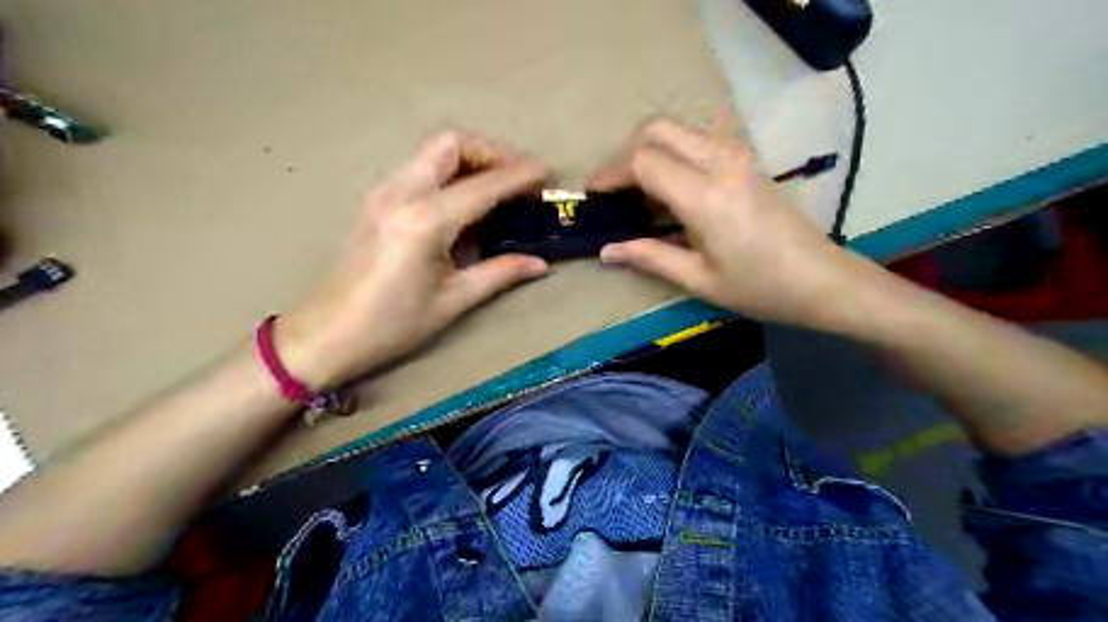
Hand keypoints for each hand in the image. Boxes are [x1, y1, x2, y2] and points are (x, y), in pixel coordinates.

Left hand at [276, 132, 545, 389]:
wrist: (328, 334)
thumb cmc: (393, 324)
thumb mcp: (453, 300)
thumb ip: (500, 273)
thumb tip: (540, 263)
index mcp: (425, 221)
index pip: (483, 185)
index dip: (519, 176)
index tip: (546, 174)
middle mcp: (402, 194)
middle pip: (451, 144)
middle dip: (491, 152)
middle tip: (516, 178)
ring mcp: (383, 193)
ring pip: (432, 152)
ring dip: (469, 158)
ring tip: (495, 188)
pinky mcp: (375, 200)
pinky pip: (418, 168)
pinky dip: (448, 171)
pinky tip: (461, 202)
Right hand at [592, 116, 850, 328]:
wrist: (821, 279)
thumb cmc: (759, 287)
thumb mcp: (699, 279)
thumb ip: (650, 257)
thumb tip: (606, 250)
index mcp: (705, 196)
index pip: (644, 162)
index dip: (611, 174)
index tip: (593, 194)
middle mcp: (720, 162)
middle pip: (657, 129)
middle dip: (627, 153)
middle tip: (616, 190)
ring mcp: (737, 155)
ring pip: (678, 129)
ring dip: (651, 151)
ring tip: (641, 192)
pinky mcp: (747, 158)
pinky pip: (698, 139)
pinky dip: (674, 152)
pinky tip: (672, 188)